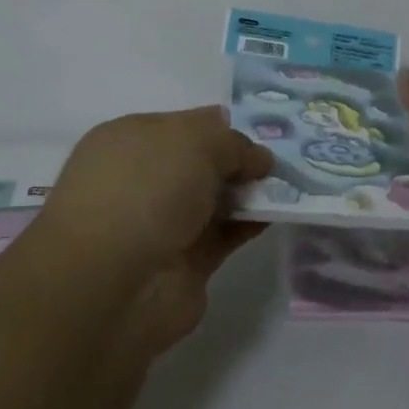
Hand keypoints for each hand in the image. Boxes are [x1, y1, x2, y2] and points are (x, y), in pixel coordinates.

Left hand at [34, 107, 273, 352]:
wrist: (112, 284)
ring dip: (250, 191)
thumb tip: (256, 156)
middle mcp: (143, 179)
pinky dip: (252, 223)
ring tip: (295, 182)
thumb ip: (232, 142)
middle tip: (288, 155)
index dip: (223, 127)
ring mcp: (162, 223)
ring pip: (215, 199)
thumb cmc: (144, 190)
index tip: (265, 130)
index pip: (185, 124)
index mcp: (130, 139)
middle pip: (202, 162)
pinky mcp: (185, 263)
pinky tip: (281, 212)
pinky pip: (226, 234)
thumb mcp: (194, 141)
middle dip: (240, 158)